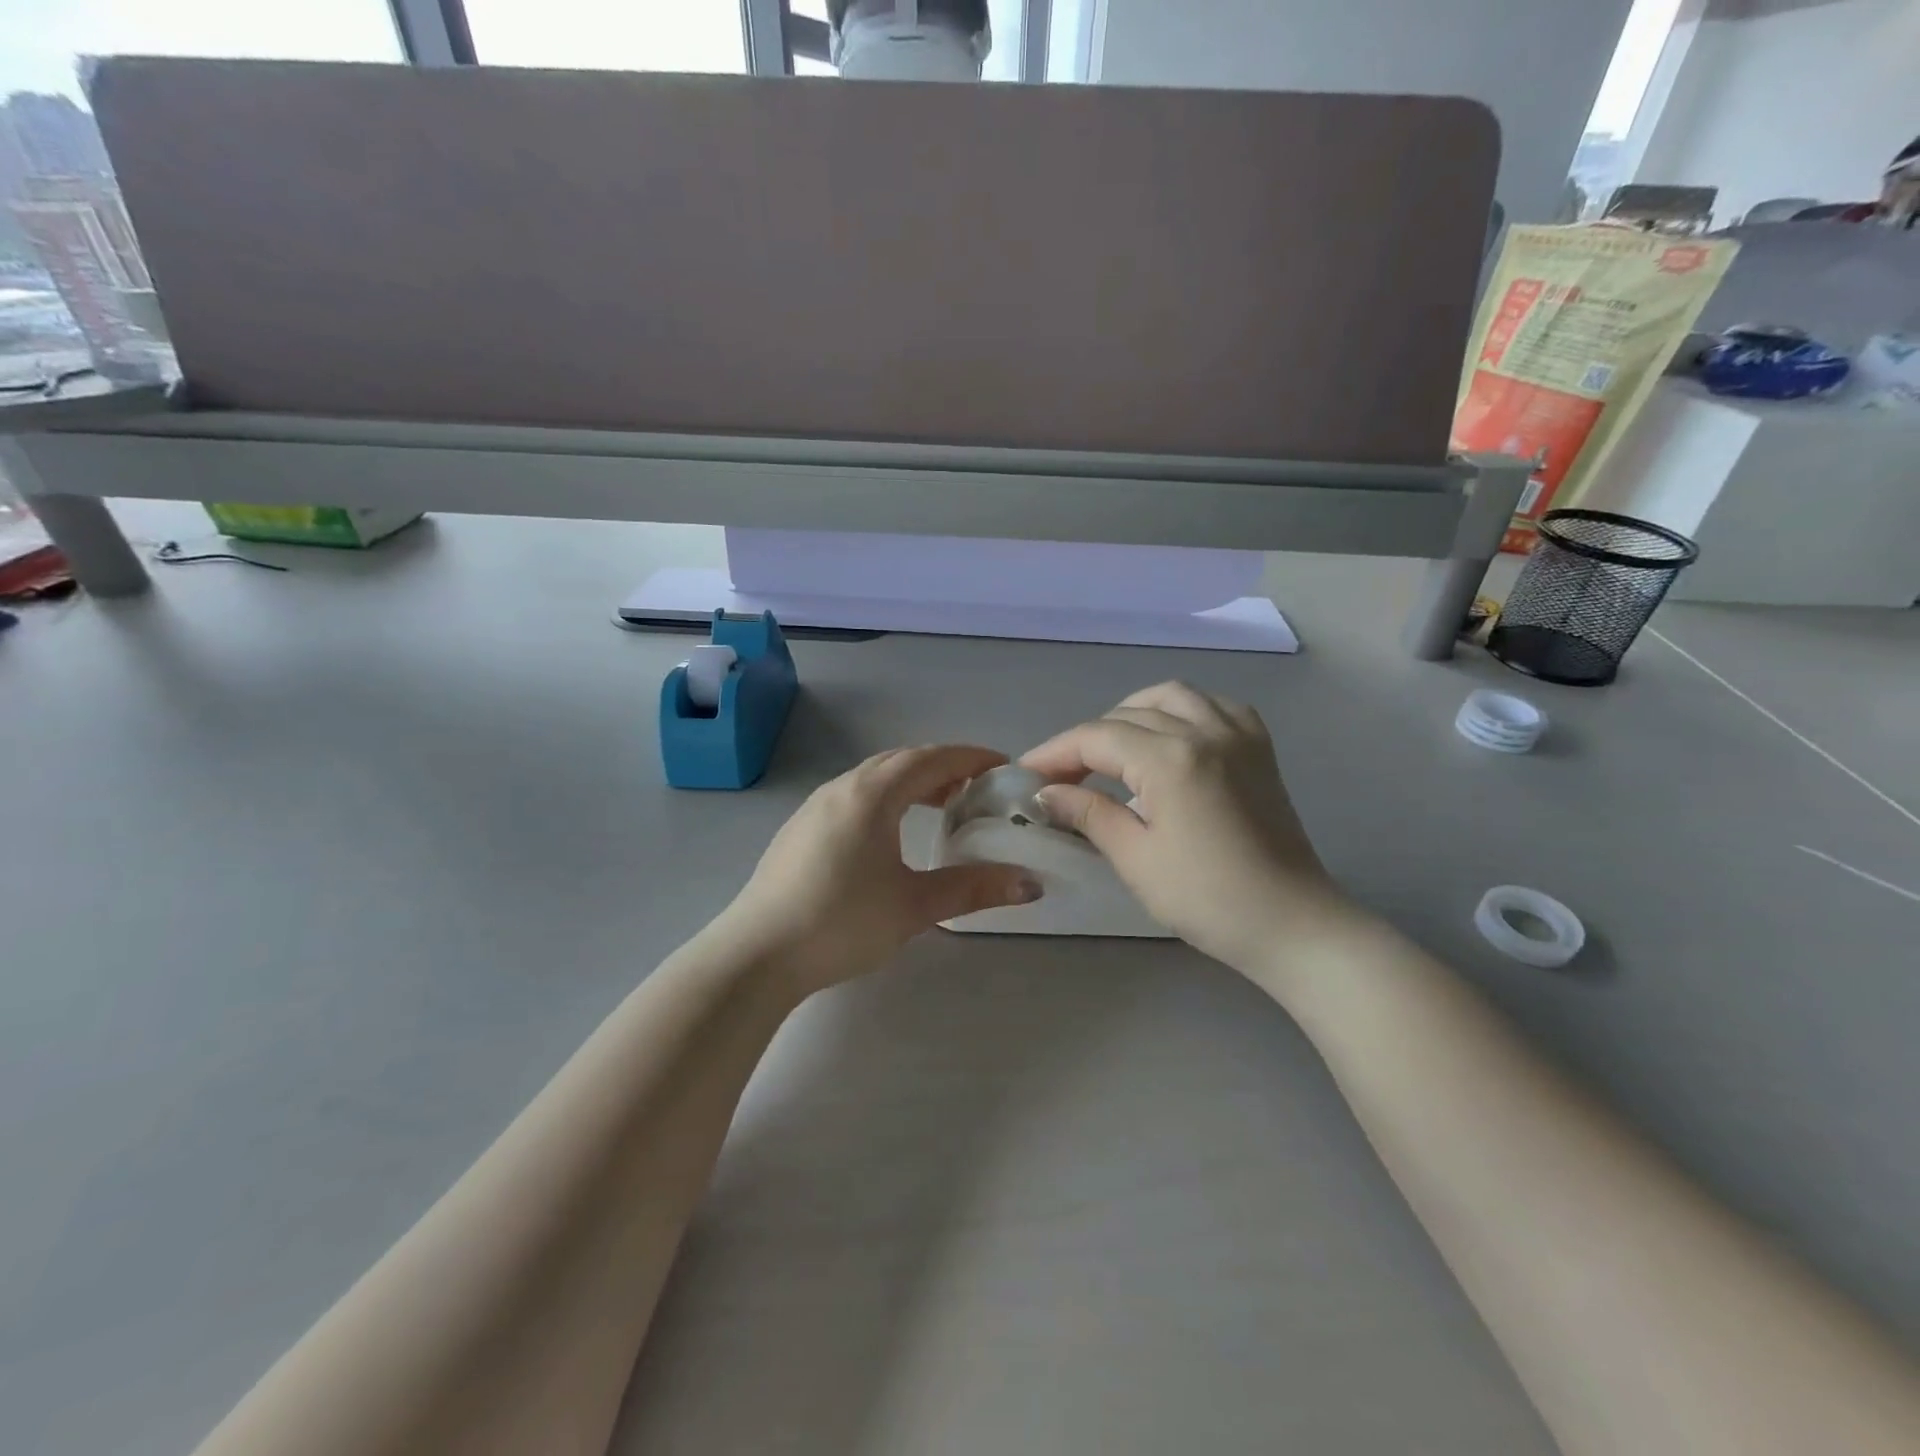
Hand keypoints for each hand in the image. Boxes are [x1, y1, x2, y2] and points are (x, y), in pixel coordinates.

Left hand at [721, 745, 1042, 995]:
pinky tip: (890, 832)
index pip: (931, 759)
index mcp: (872, 795)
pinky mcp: (800, 828)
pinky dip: (884, 797)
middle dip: (943, 767)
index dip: (970, 758)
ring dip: (911, 781)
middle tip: (976, 789)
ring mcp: (815, 806)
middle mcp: (842, 788)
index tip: (1002, 766)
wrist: (757, 953)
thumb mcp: (915, 906)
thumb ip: (974, 889)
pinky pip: (853, 795)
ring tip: (939, 806)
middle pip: (901, 761)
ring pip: (873, 776)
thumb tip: (1031, 884)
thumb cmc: (842, 922)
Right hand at [1021, 682, 1342, 972]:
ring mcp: (1238, 734)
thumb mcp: (1136, 859)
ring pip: (1171, 696)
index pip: (1097, 737)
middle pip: (1128, 715)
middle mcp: (1205, 731)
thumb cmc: (1208, 899)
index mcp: (1171, 758)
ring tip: (1111, 749)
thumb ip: (1089, 814)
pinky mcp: (1259, 748)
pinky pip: (1214, 705)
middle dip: (1087, 740)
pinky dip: (1182, 710)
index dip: (1055, 752)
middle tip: (1062, 776)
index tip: (1026, 773)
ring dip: (1131, 714)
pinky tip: (1171, 737)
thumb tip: (1046, 793)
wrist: (1291, 923)